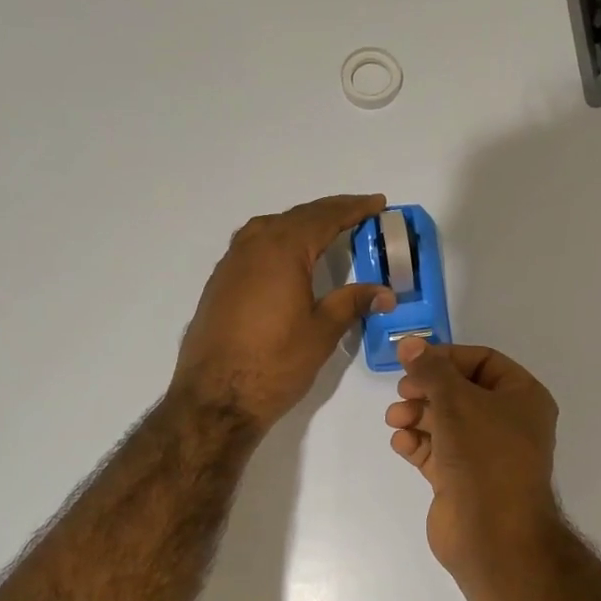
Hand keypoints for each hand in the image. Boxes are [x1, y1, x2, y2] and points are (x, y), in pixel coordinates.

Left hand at [170, 193, 394, 430]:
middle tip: (358, 213)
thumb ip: (352, 302)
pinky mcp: (219, 284)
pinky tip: (287, 259)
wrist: (215, 398)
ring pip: (270, 229)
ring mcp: (231, 264)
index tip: (378, 203)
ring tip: (325, 231)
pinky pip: (253, 246)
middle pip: (296, 217)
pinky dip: (278, 242)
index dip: (354, 209)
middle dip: (329, 213)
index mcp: (282, 250)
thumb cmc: (275, 363)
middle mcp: (252, 246)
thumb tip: (385, 292)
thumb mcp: (322, 332)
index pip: (324, 217)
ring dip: (300, 224)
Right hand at [383, 338, 561, 579]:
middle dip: (427, 389)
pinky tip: (401, 442)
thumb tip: (409, 343)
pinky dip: (417, 443)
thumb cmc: (485, 456)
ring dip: (417, 415)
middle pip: (460, 391)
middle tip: (402, 391)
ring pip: (445, 421)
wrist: (493, 534)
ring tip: (395, 419)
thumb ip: (430, 370)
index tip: (413, 361)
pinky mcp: (462, 480)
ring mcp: (485, 454)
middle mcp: (508, 423)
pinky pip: (437, 451)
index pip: (483, 361)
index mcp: (523, 397)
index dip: (447, 357)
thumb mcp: (456, 401)